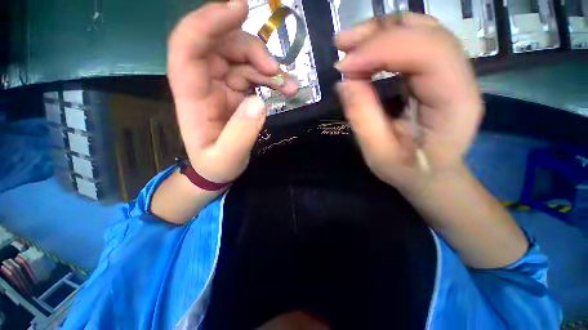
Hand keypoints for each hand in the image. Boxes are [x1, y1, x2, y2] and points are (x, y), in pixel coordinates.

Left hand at [167, 0, 297, 183]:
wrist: (218, 169)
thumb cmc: (216, 165)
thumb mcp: (227, 157)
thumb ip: (241, 133)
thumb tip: (259, 101)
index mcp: (191, 95)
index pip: (187, 45)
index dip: (209, 21)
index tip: (240, 8)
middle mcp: (203, 82)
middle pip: (221, 44)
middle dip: (251, 48)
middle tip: (275, 69)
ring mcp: (221, 85)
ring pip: (241, 56)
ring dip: (267, 65)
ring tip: (289, 85)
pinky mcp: (236, 91)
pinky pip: (253, 73)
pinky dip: (272, 78)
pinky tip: (286, 89)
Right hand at [334, 13, 482, 193]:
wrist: (430, 174)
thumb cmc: (407, 170)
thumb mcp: (379, 153)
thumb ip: (363, 117)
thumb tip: (345, 82)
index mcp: (456, 101)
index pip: (428, 52)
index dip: (382, 50)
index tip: (344, 65)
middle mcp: (461, 77)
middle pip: (427, 32)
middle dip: (379, 32)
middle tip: (342, 45)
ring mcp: (451, 71)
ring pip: (420, 30)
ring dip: (381, 31)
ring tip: (349, 44)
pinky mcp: (436, 73)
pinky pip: (413, 42)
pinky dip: (385, 40)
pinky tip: (364, 51)